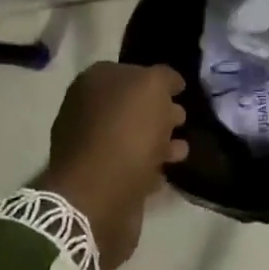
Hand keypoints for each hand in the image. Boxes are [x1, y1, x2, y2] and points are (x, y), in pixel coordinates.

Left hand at [37, 63, 187, 269]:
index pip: (131, 72)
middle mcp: (86, 110)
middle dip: (158, 112)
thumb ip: (163, 77)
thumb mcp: (153, 87)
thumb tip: (169, 82)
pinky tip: (164, 174)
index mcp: (93, 82)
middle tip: (182, 120)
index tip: (180, 92)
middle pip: (130, 106)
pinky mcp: (98, 179)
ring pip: (131, 137)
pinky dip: (147, 168)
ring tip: (182, 151)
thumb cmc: (127, 132)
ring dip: (158, 142)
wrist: (99, 196)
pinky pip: (129, 166)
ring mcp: (89, 146)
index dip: (157, 81)